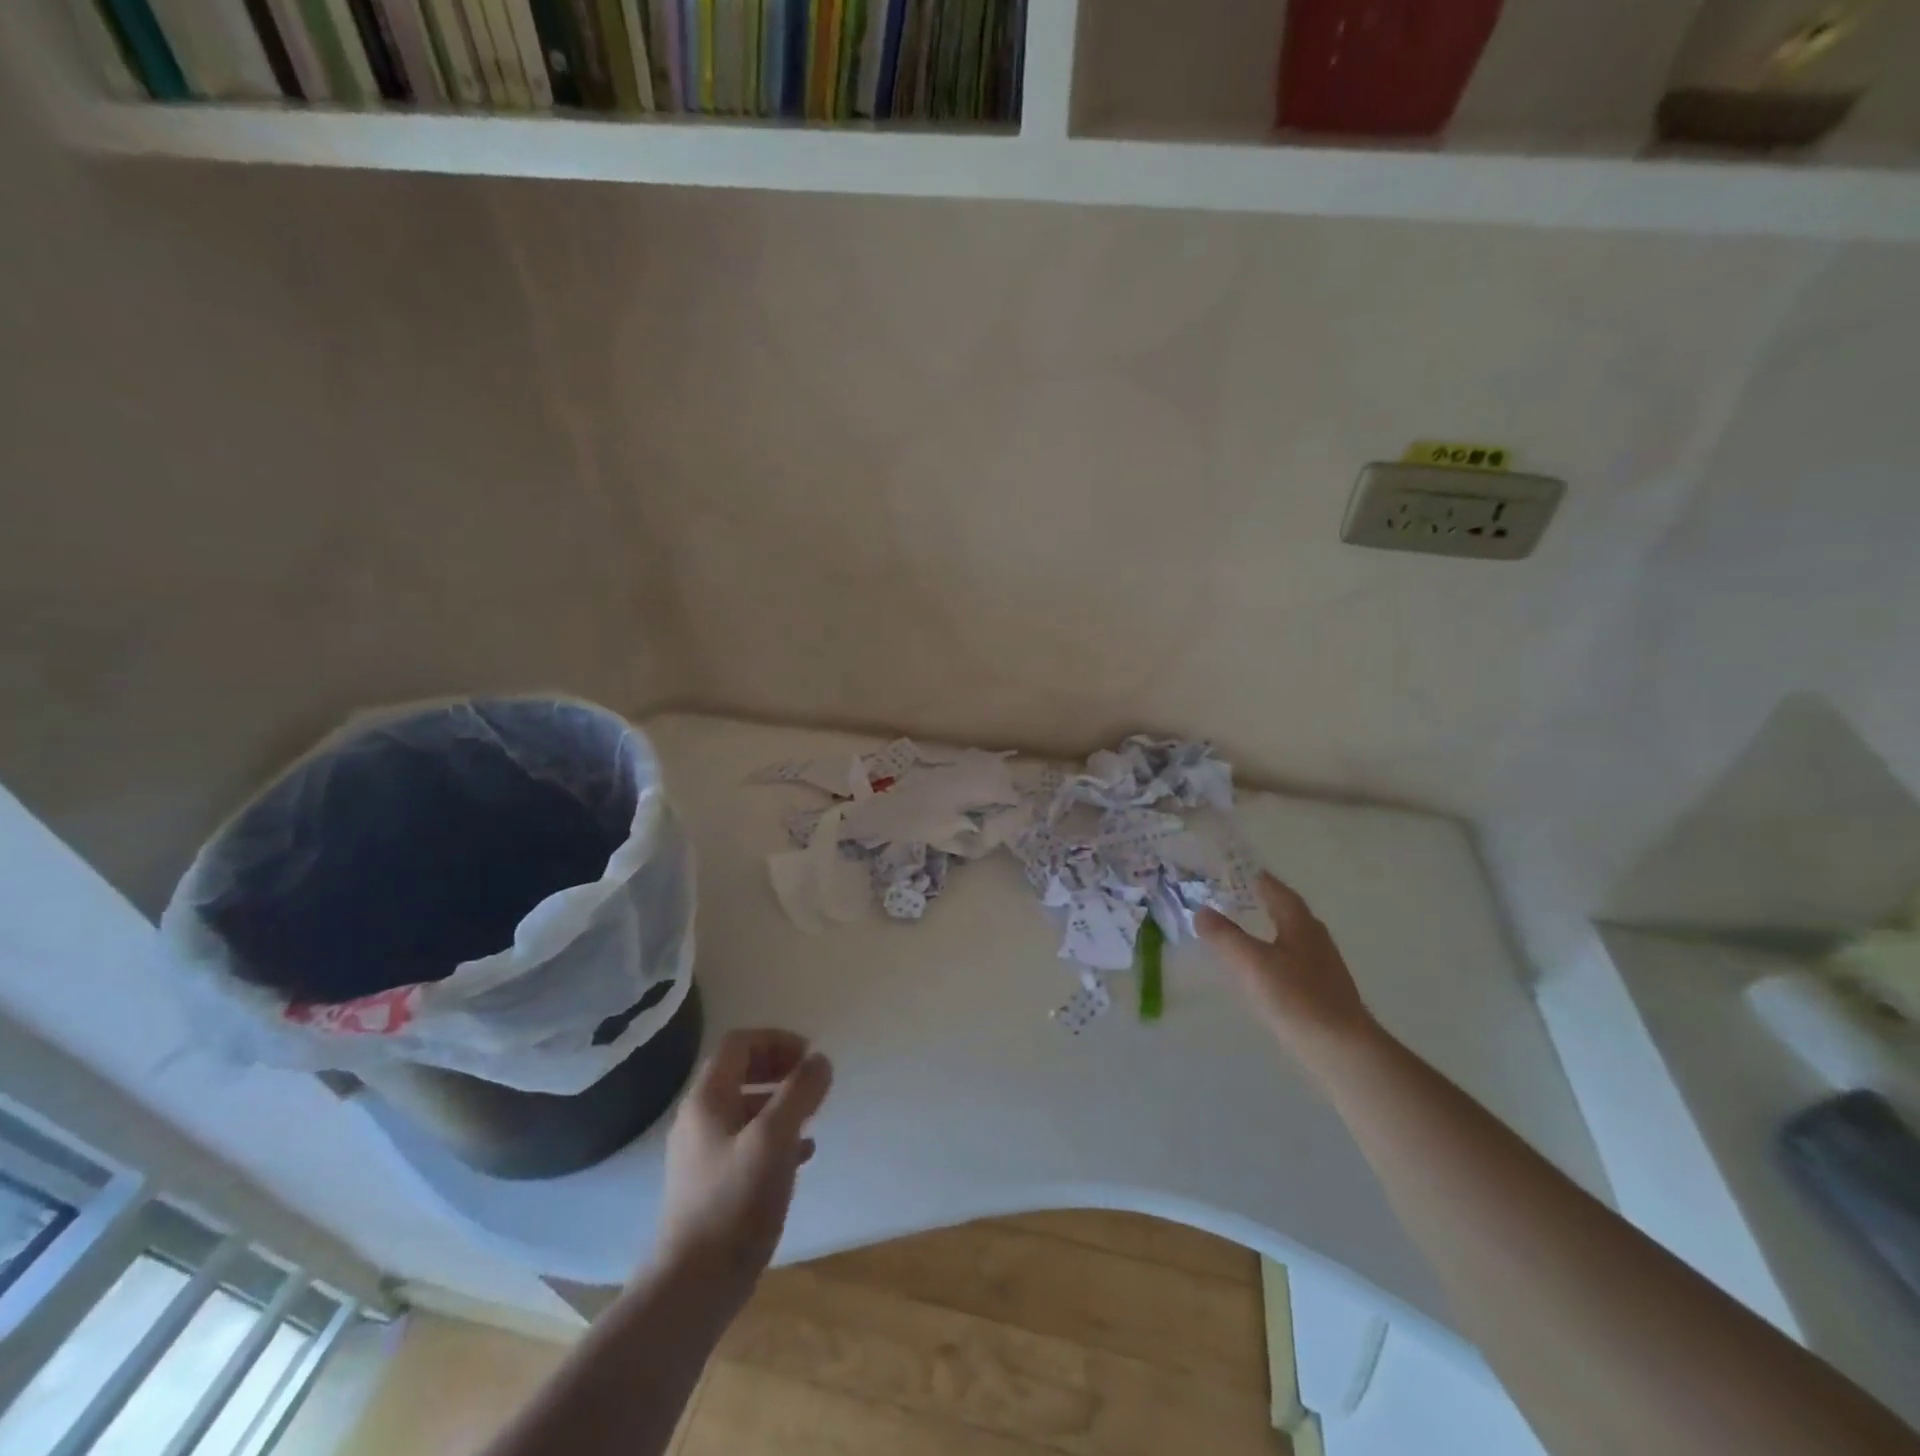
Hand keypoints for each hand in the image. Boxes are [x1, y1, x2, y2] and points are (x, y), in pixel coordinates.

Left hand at [655, 1028, 832, 1289]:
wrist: (692, 1288)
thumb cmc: (735, 1203)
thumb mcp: (775, 1138)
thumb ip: (800, 1092)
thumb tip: (820, 1060)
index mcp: (707, 1100)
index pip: (739, 1043)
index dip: (776, 1040)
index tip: (809, 1056)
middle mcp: (699, 1120)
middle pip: (740, 1072)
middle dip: (779, 1068)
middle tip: (811, 1080)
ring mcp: (702, 1155)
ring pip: (745, 1109)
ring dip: (779, 1102)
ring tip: (812, 1116)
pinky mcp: (712, 1186)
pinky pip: (747, 1143)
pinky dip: (775, 1136)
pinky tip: (801, 1155)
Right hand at [1197, 873, 1379, 1073]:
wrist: (1341, 1050)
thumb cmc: (1295, 997)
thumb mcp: (1250, 962)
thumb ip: (1224, 935)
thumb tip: (1202, 911)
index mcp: (1301, 924)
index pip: (1277, 891)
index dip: (1257, 879)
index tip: (1236, 870)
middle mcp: (1316, 939)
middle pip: (1287, 913)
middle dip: (1263, 902)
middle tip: (1234, 898)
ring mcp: (1323, 968)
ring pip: (1291, 938)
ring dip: (1268, 931)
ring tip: (1243, 932)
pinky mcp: (1324, 993)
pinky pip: (1293, 962)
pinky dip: (1274, 956)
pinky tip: (1262, 972)